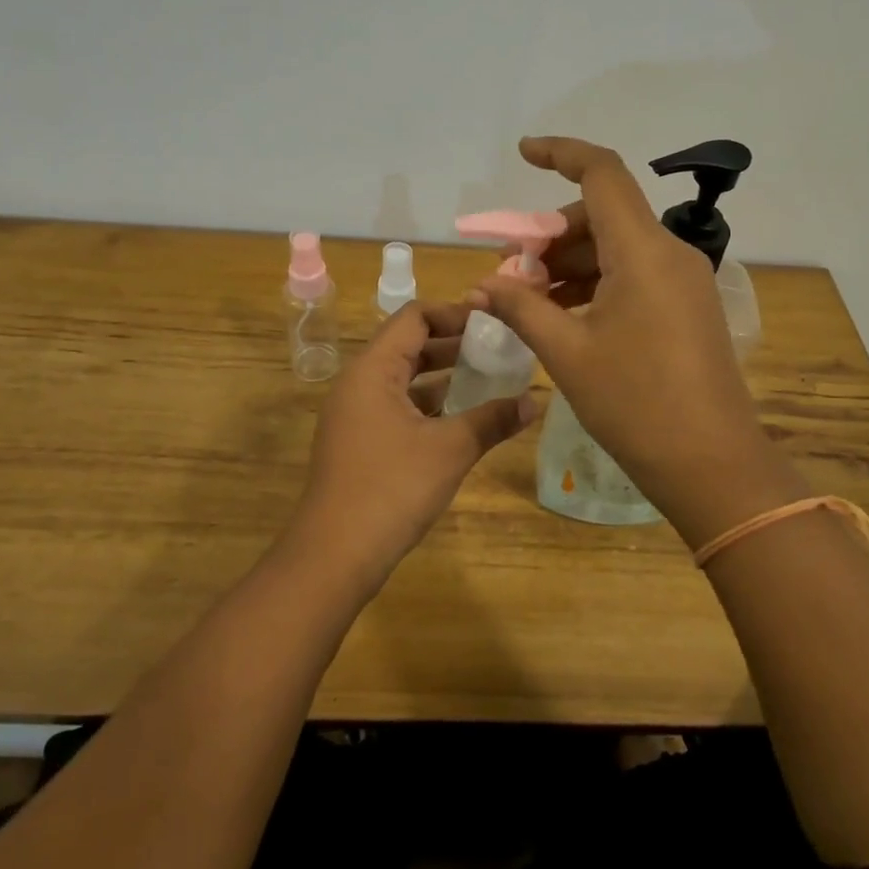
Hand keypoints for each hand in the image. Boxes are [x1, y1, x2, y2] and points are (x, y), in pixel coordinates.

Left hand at [283, 301, 536, 593]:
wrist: (334, 555)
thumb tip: (534, 401)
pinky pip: (395, 406)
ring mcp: (354, 414)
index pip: (413, 317)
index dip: (454, 313)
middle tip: (496, 348)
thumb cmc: (391, 489)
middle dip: (452, 343)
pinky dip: (426, 404)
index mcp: (372, 370)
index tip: (492, 322)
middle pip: (406, 344)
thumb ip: (492, 419)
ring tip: (486, 378)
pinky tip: (459, 419)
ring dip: (441, 375)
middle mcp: (358, 383)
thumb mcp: (450, 450)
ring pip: (402, 378)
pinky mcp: (357, 442)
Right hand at [471, 136, 805, 543]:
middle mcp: (670, 253)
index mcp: (643, 251)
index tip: (523, 152)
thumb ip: (520, 308)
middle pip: (603, 215)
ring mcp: (683, 281)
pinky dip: (595, 284)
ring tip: (528, 300)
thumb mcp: (567, 352)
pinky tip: (563, 315)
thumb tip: (481, 286)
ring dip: (569, 264)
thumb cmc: (635, 404)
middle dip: (551, 234)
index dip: (561, 152)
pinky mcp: (687, 307)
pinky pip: (634, 275)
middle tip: (510, 272)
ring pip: (617, 248)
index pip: (602, 173)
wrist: (712, 464)